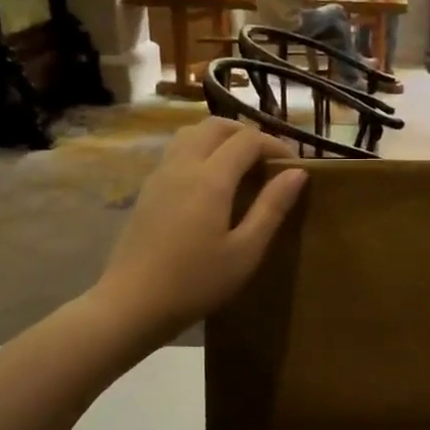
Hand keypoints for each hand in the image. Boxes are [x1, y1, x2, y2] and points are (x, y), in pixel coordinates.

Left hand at [93, 119, 305, 341]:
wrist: (132, 303)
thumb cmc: (196, 282)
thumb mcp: (245, 251)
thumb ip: (272, 208)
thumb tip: (297, 173)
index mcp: (210, 179)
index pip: (247, 140)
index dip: (275, 144)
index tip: (294, 164)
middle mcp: (183, 166)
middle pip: (216, 126)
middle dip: (247, 133)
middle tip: (268, 159)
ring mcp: (160, 175)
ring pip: (192, 134)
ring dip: (220, 139)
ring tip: (240, 165)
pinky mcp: (148, 190)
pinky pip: (177, 152)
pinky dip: (201, 151)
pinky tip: (211, 183)